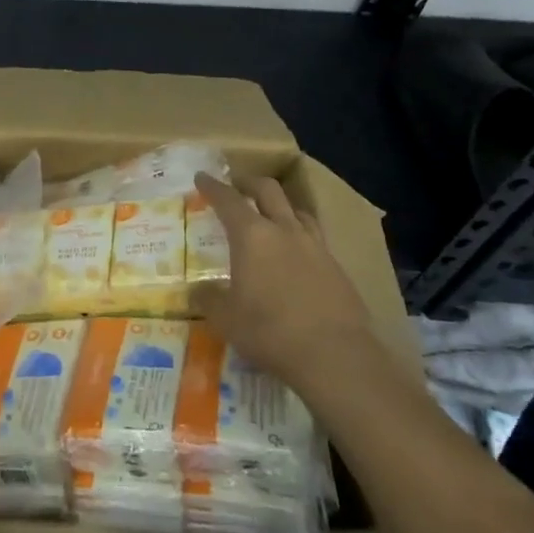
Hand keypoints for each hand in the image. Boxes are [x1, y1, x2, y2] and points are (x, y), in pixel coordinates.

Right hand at [188, 173, 375, 394]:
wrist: (335, 355)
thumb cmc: (270, 331)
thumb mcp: (226, 319)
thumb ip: (209, 299)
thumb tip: (196, 290)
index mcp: (252, 236)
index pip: (228, 200)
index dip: (213, 187)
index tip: (202, 177)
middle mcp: (284, 230)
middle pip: (268, 191)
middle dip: (249, 183)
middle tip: (237, 185)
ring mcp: (315, 246)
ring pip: (297, 211)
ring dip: (281, 206)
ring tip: (272, 215)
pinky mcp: (337, 267)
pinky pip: (315, 238)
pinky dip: (300, 236)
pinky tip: (297, 254)